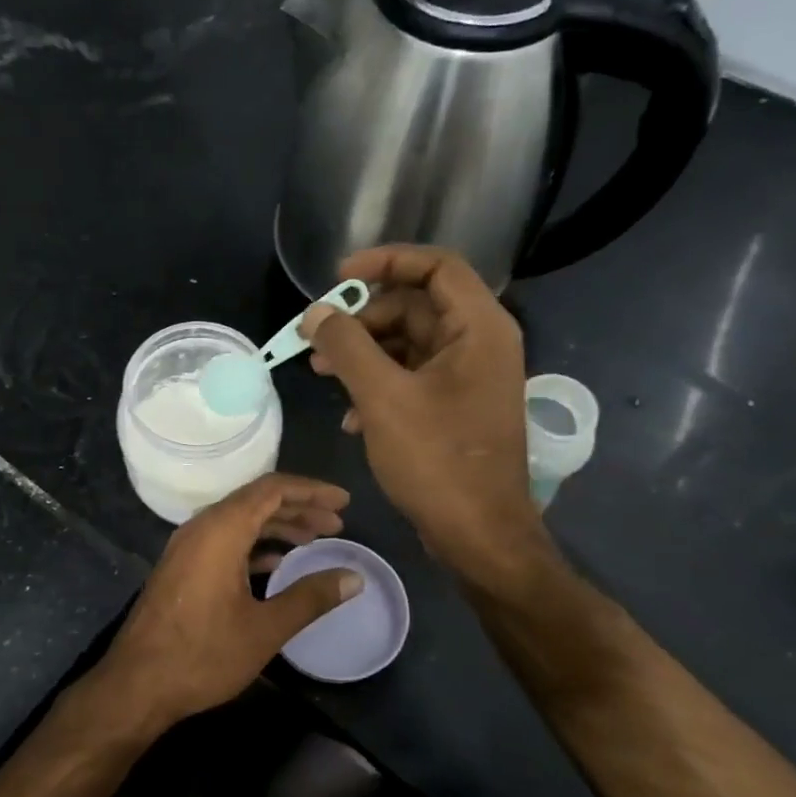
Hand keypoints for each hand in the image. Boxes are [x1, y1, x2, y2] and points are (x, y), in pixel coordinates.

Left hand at [94, 474, 360, 729]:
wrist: (136, 684)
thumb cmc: (203, 654)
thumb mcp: (265, 628)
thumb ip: (311, 597)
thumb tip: (354, 577)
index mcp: (221, 530)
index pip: (272, 489)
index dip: (311, 490)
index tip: (344, 501)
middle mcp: (201, 528)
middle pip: (256, 501)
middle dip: (299, 508)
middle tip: (337, 524)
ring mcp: (187, 547)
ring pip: (239, 521)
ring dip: (277, 526)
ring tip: (314, 540)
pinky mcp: (181, 567)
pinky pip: (224, 540)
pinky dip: (255, 544)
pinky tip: (277, 564)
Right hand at [302, 245, 548, 576]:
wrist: (478, 534)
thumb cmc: (436, 460)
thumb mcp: (382, 397)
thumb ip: (346, 346)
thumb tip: (315, 313)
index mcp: (478, 328)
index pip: (435, 266)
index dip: (386, 261)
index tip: (338, 278)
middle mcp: (479, 344)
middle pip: (414, 306)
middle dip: (362, 320)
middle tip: (317, 340)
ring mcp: (468, 378)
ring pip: (407, 345)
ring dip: (363, 355)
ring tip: (320, 374)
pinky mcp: (455, 408)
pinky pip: (411, 377)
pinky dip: (378, 385)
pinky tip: (350, 416)